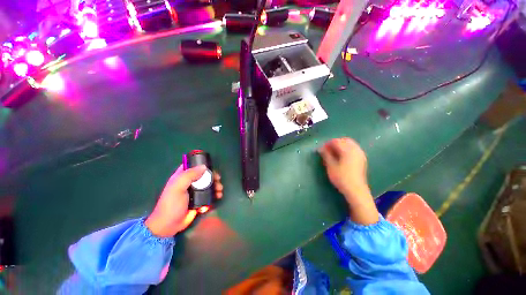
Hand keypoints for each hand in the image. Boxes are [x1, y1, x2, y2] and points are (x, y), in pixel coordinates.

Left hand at [145, 164, 222, 236]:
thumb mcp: (178, 187)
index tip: (211, 166)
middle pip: (204, 175)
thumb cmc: (171, 204)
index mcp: (182, 176)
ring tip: (220, 190)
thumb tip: (204, 166)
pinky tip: (218, 196)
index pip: (192, 165)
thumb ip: (189, 175)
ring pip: (208, 184)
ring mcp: (195, 191)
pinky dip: (215, 193)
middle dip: (213, 176)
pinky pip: (209, 193)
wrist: (169, 225)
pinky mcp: (200, 199)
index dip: (202, 164)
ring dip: (215, 185)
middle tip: (218, 180)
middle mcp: (189, 182)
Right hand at [318, 138, 378, 224]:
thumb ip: (326, 155)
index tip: (321, 149)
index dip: (327, 143)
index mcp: (347, 150)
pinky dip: (347, 149)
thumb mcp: (331, 166)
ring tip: (333, 153)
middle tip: (327, 149)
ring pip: (350, 144)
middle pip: (344, 140)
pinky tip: (342, 156)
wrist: (356, 190)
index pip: (336, 141)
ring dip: (341, 145)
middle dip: (335, 143)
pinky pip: (354, 149)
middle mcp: (356, 149)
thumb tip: (320, 148)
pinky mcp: (362, 159)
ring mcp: (360, 154)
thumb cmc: (341, 178)